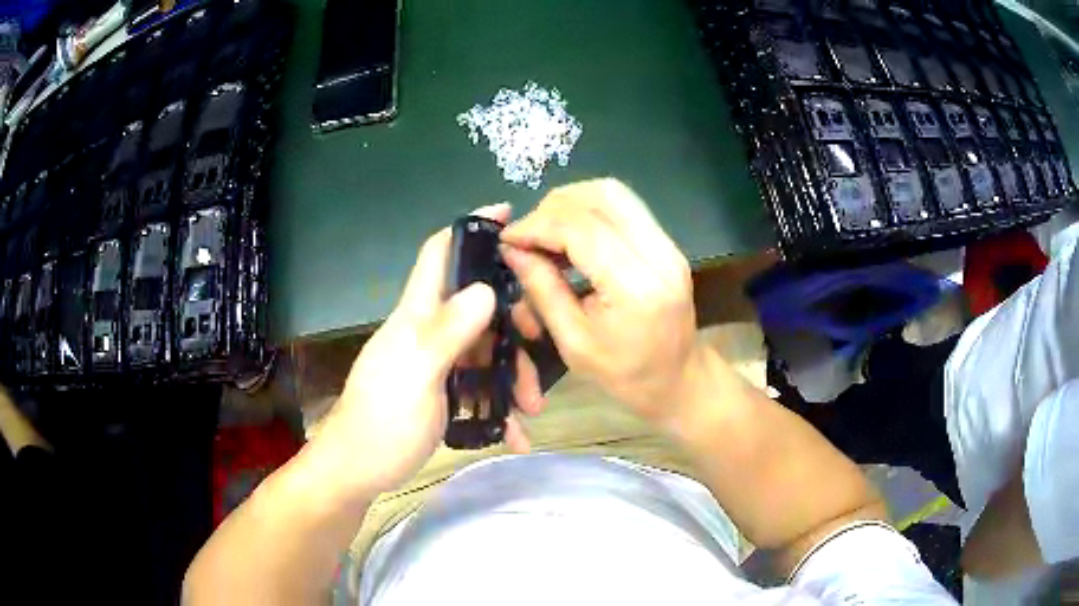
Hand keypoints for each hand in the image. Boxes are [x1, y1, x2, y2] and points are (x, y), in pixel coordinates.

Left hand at [306, 204, 545, 498]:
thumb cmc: (382, 421)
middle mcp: (429, 331)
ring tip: (533, 409)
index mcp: (417, 315)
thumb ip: (448, 332)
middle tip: (538, 341)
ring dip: (513, 376)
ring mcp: (438, 364)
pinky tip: (514, 435)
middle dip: (512, 322)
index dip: (469, 228)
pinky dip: (499, 409)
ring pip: (486, 352)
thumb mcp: (417, 375)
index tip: (507, 215)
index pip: (439, 254)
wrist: (358, 471)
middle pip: (478, 307)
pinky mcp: (443, 394)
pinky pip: (480, 389)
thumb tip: (485, 289)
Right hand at [501, 179, 700, 427]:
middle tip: (528, 235)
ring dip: (572, 203)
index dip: (538, 226)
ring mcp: (668, 245)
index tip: (507, 238)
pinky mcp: (667, 243)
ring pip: (614, 193)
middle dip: (553, 208)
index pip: (581, 229)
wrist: (678, 379)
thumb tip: (512, 249)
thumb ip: (543, 290)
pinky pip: (624, 207)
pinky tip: (571, 235)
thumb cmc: (625, 375)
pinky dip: (590, 211)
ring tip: (546, 232)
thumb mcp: (573, 343)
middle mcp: (659, 254)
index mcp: (635, 288)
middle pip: (602, 197)